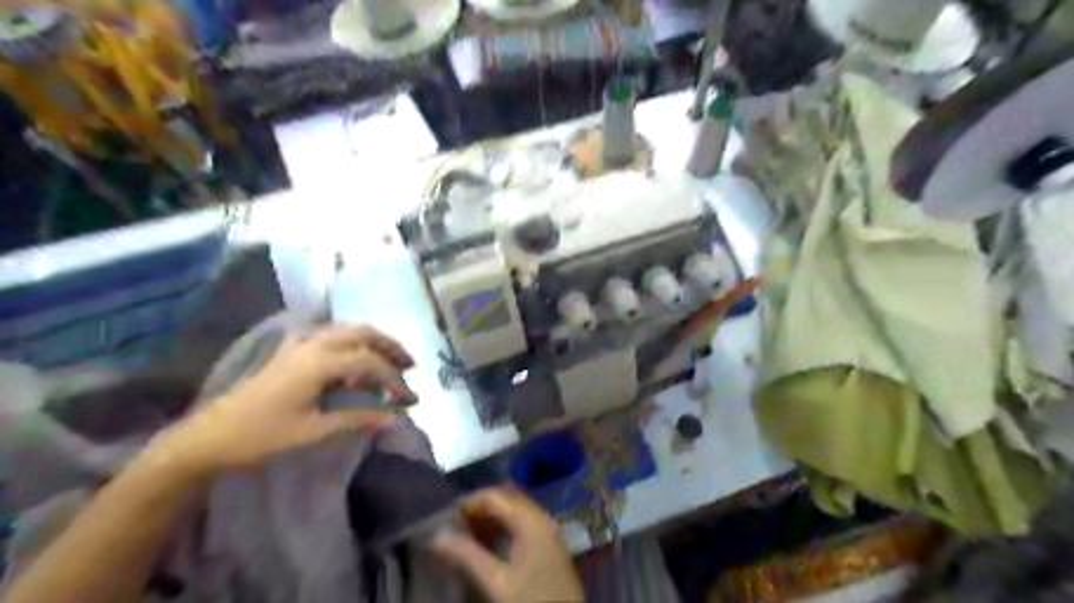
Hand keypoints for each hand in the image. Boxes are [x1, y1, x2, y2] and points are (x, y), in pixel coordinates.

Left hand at [157, 325, 410, 471]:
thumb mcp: (314, 430)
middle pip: (363, 333)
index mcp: (319, 362)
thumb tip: (396, 418)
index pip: (370, 363)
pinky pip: (327, 334)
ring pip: (346, 330)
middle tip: (410, 366)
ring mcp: (298, 344)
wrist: (208, 436)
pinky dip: (348, 341)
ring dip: (372, 341)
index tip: (409, 400)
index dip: (394, 381)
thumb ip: (358, 418)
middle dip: (390, 347)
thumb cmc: (261, 436)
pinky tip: (351, 356)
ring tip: (388, 360)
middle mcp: (313, 344)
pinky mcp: (288, 350)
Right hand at [432, 490, 582, 602]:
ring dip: (491, 517)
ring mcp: (548, 530)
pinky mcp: (549, 544)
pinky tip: (488, 545)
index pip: (495, 495)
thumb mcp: (496, 581)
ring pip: (515, 511)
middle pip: (506, 499)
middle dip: (480, 507)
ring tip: (467, 535)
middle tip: (456, 525)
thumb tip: (437, 537)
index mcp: (530, 519)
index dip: (469, 502)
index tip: (446, 518)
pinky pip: (523, 523)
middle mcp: (541, 517)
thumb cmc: (531, 601)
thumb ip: (467, 556)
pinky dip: (503, 527)